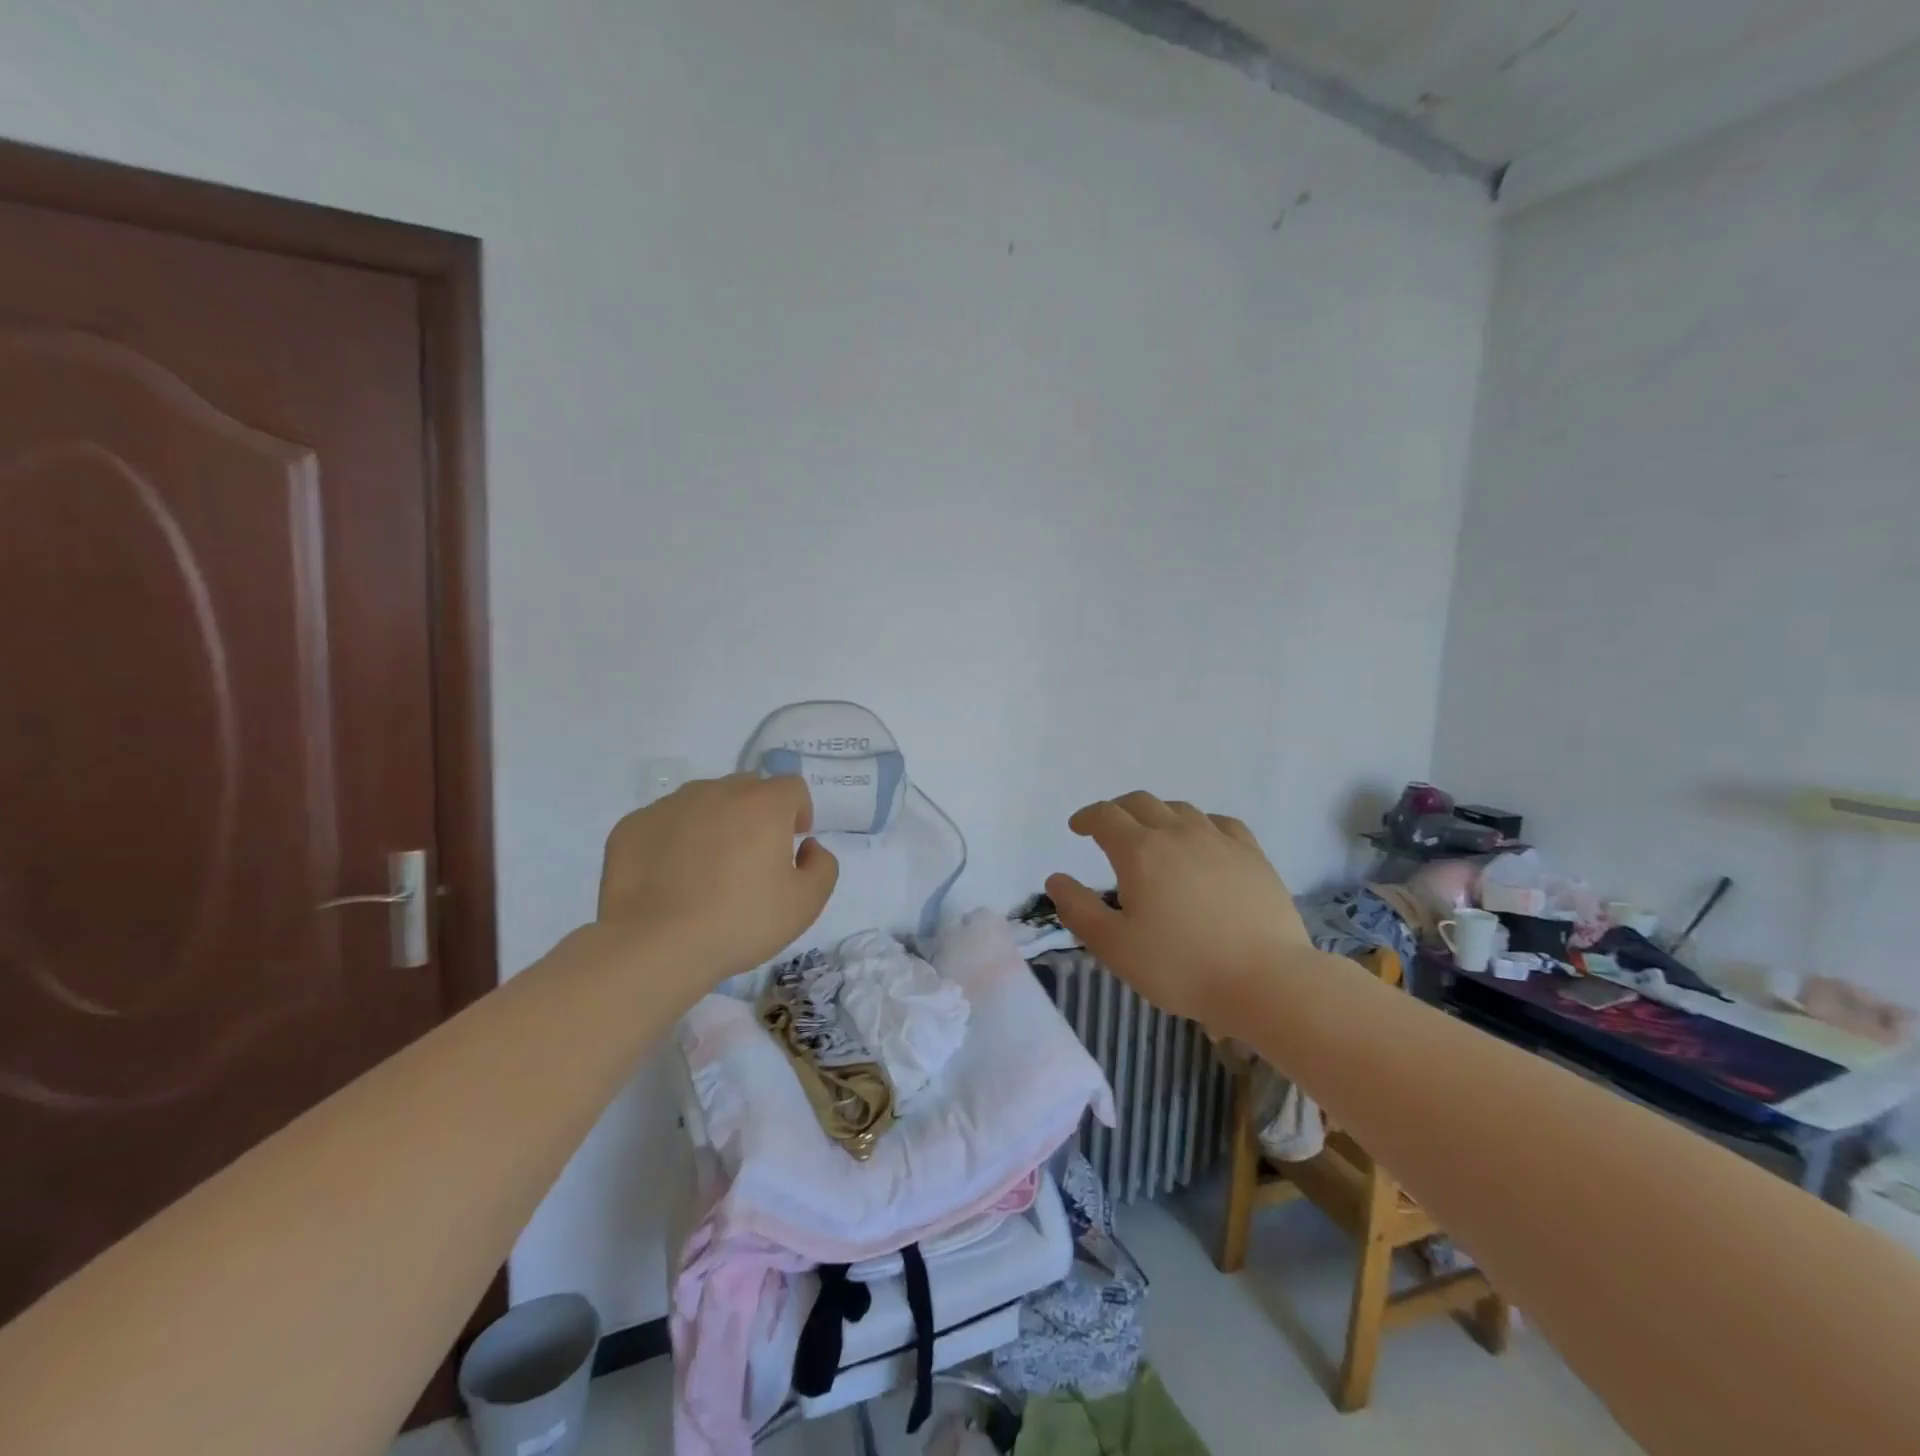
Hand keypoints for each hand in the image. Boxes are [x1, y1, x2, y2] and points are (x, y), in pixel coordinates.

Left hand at [597, 774, 838, 986]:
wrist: (654, 947)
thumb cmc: (739, 922)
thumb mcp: (806, 904)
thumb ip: (823, 866)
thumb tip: (808, 847)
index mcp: (763, 804)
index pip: (791, 787)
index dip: (798, 811)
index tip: (792, 844)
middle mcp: (716, 791)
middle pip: (747, 788)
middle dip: (757, 813)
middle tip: (751, 858)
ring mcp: (669, 805)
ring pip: (704, 800)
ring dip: (715, 822)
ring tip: (707, 868)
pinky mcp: (632, 825)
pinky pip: (665, 821)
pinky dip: (674, 839)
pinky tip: (670, 878)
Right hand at [1046, 792, 1311, 1028]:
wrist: (1265, 981)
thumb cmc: (1180, 967)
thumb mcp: (1114, 946)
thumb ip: (1078, 909)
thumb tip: (1056, 878)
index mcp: (1139, 851)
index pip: (1105, 816)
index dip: (1086, 817)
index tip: (1077, 827)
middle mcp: (1177, 833)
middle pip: (1141, 802)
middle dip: (1118, 810)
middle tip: (1109, 829)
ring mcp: (1219, 840)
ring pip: (1180, 809)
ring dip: (1157, 814)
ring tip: (1153, 836)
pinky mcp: (1252, 855)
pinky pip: (1220, 823)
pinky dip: (1200, 824)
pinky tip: (1202, 840)